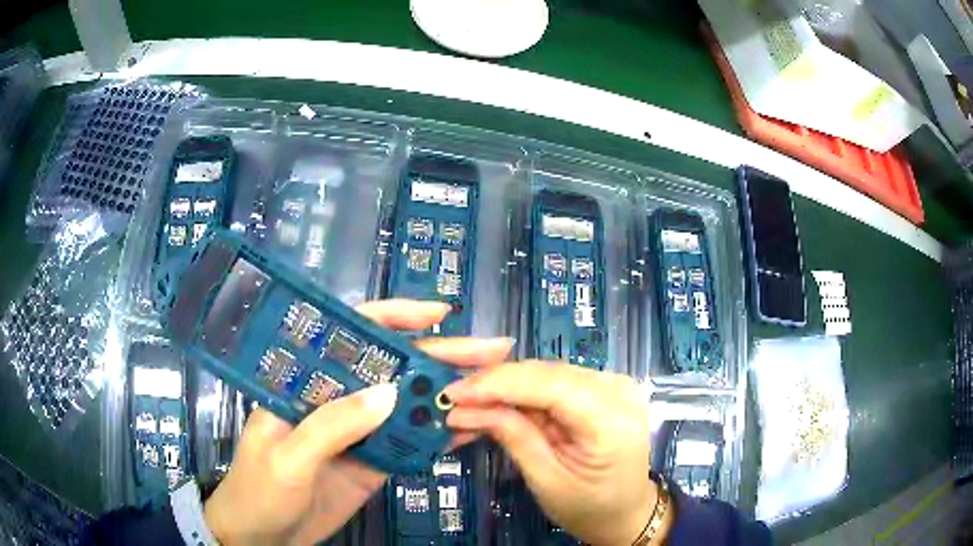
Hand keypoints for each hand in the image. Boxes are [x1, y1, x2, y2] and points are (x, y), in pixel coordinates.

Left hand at [203, 299, 513, 545]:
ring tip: (494, 386)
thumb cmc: (259, 491)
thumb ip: (333, 425)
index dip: (394, 319)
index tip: (439, 314)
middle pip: (391, 368)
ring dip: (446, 394)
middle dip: (440, 355)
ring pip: (407, 404)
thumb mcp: (288, 457)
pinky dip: (439, 434)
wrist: (262, 538)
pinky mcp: (373, 462)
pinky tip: (472, 428)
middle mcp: (336, 399)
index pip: (351, 336)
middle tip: (491, 350)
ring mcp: (358, 432)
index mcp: (306, 383)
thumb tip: (392, 393)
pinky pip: (409, 443)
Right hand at [444, 362, 666, 545]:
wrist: (625, 511)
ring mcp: (612, 385)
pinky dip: (522, 395)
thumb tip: (465, 409)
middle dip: (495, 385)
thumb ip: (513, 436)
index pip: (551, 385)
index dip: (499, 382)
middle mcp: (618, 390)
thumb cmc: (589, 507)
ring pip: (546, 374)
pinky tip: (495, 406)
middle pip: (547, 374)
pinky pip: (553, 383)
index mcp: (612, 420)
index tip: (455, 391)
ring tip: (468, 407)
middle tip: (452, 399)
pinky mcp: (601, 388)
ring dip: (504, 389)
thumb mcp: (546, 480)